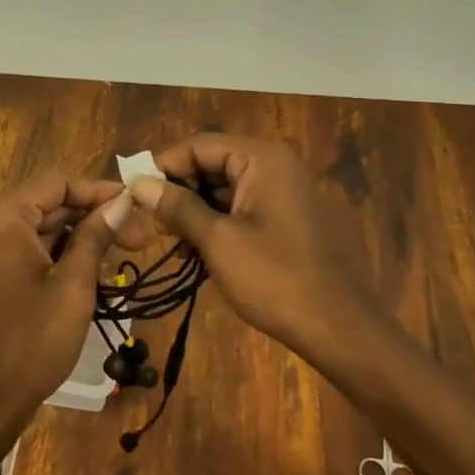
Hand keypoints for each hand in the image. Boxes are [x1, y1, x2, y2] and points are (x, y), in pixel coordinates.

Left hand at [0, 172, 136, 459]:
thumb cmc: (29, 344)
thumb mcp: (72, 288)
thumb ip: (95, 237)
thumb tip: (122, 201)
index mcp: (0, 218)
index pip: (56, 183)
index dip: (99, 191)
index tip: (136, 205)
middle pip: (47, 204)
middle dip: (92, 216)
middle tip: (139, 236)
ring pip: (38, 228)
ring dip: (77, 236)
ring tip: (121, 252)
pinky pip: (23, 249)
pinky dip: (55, 254)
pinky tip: (89, 269)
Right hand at [128, 134, 383, 364]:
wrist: (341, 329)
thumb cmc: (276, 279)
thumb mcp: (218, 241)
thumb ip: (177, 207)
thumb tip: (139, 183)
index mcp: (262, 159)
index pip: (199, 145)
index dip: (163, 166)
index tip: (132, 193)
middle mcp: (275, 165)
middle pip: (212, 164)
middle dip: (178, 190)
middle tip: (147, 222)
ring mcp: (284, 192)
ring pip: (223, 189)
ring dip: (194, 210)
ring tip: (166, 240)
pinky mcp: (287, 218)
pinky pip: (241, 208)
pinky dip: (216, 224)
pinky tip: (195, 251)